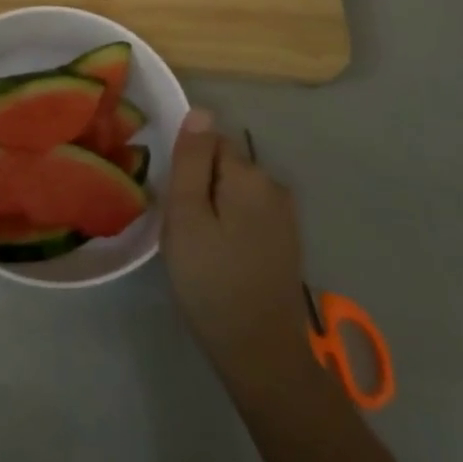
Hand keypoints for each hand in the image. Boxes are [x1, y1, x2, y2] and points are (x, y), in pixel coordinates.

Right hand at [163, 109, 310, 398]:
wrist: (260, 351)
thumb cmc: (212, 280)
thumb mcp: (187, 216)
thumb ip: (192, 160)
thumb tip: (200, 110)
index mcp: (250, 175)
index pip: (208, 141)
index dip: (186, 168)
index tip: (176, 204)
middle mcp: (274, 185)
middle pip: (223, 164)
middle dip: (200, 187)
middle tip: (183, 230)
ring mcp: (285, 215)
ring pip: (233, 191)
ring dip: (214, 208)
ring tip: (200, 248)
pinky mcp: (286, 240)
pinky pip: (247, 214)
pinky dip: (230, 227)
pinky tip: (221, 259)